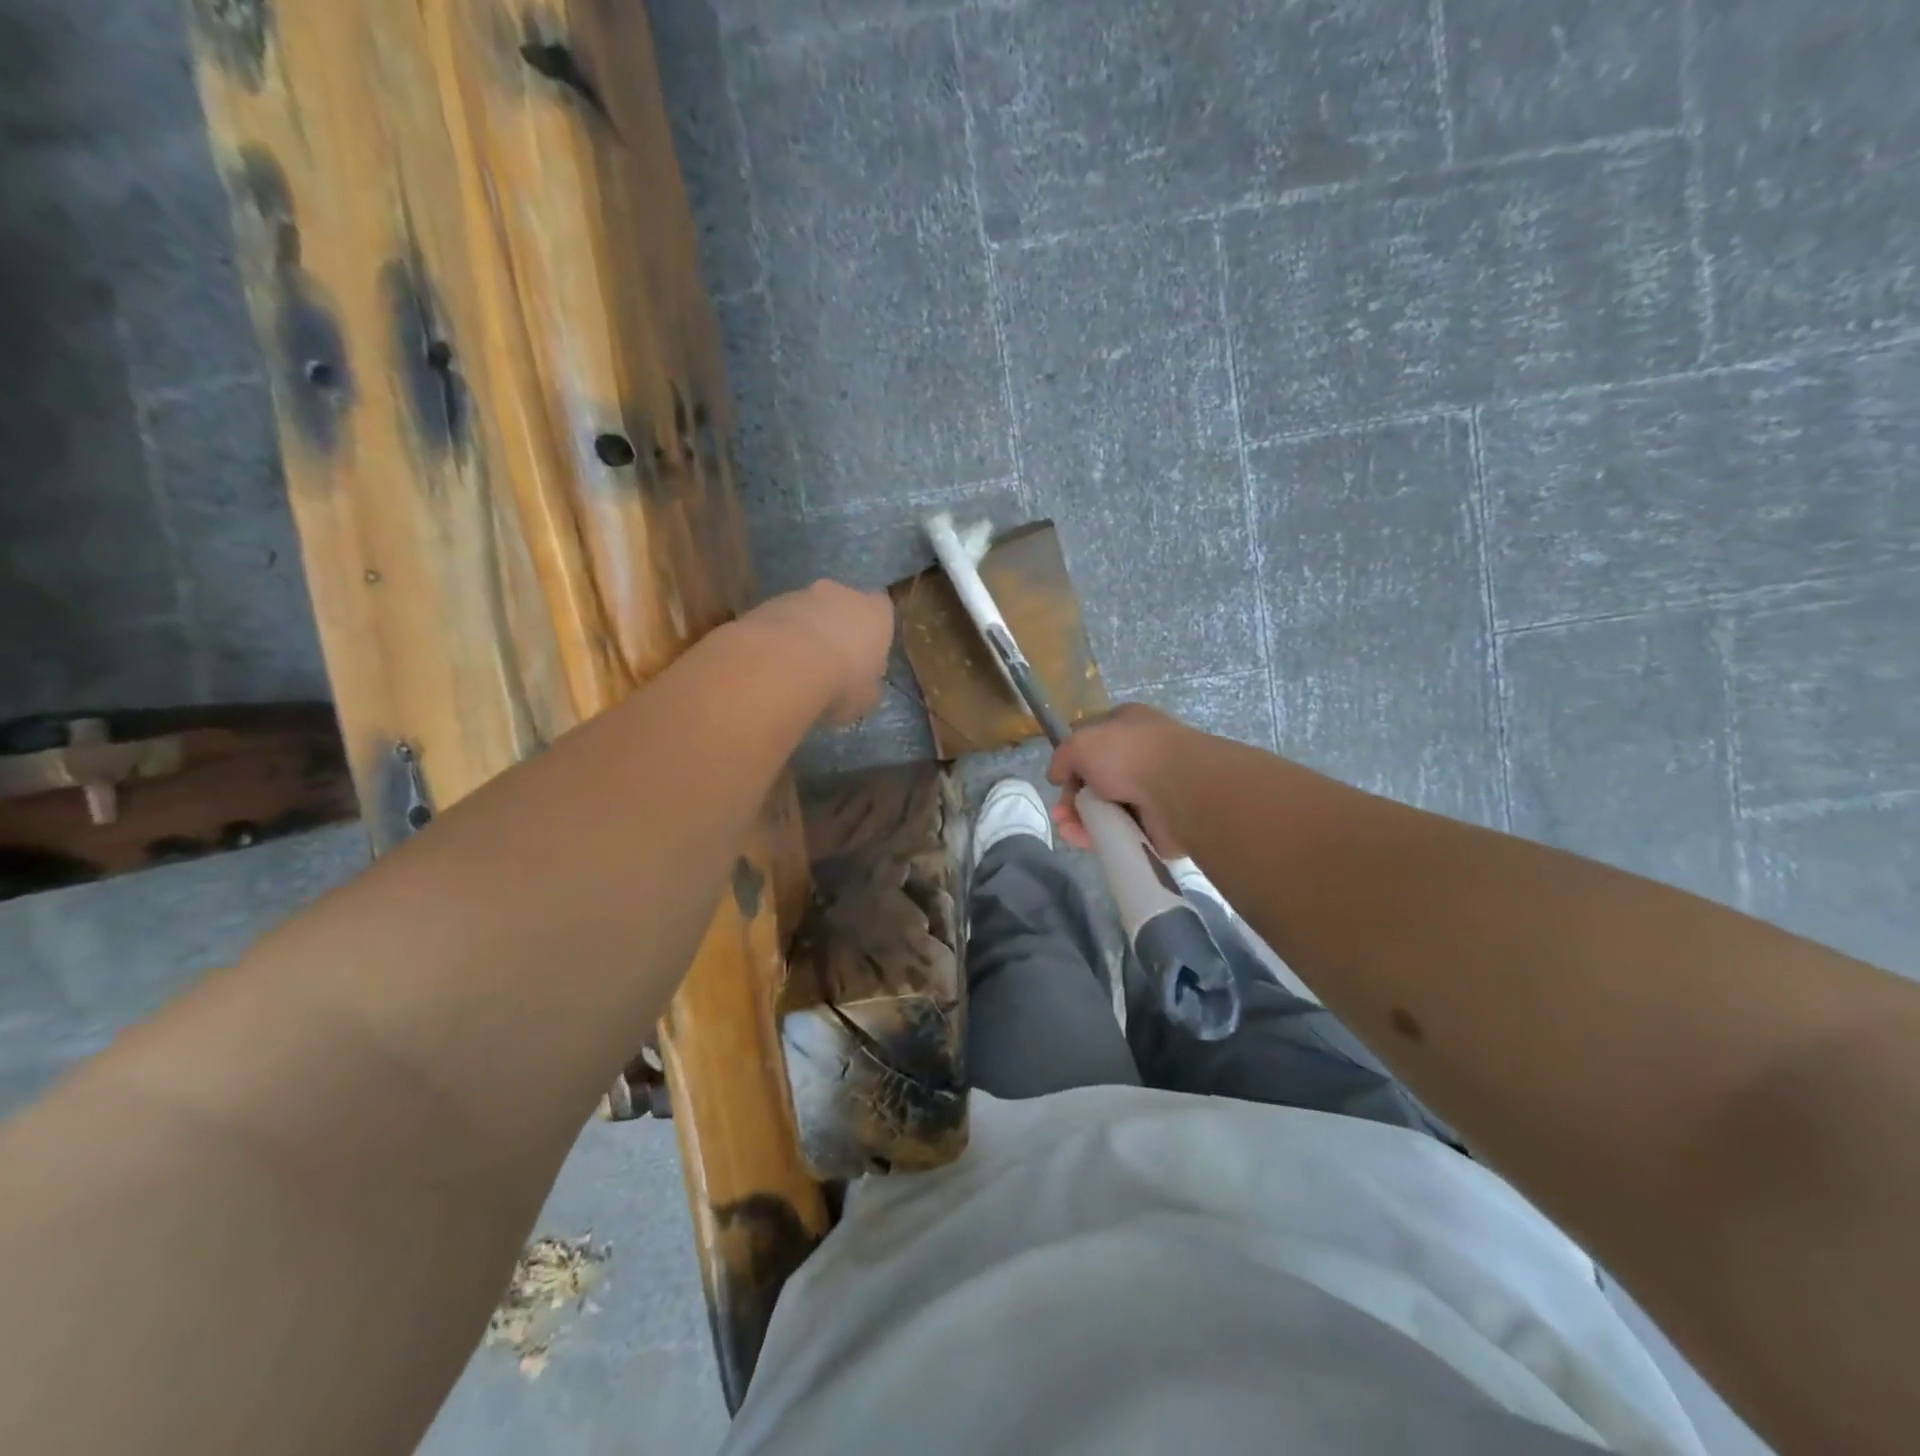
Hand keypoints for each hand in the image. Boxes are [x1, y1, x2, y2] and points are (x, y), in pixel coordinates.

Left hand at [741, 580, 894, 726]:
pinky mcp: (768, 603)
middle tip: (830, 661)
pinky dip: (779, 637)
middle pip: (843, 605)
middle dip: (837, 627)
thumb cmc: (842, 682)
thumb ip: (868, 685)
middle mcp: (842, 593)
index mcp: (876, 613)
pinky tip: (773, 664)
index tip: (865, 653)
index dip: (873, 630)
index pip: (882, 609)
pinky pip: (780, 620)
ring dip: (805, 632)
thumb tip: (864, 686)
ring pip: (808, 611)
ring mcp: (802, 594)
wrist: (784, 666)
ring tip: (796, 668)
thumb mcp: (866, 698)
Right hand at [1046, 703, 1194, 855]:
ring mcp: (1152, 790)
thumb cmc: (1128, 753)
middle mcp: (1142, 756)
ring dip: (1083, 820)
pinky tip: (1084, 841)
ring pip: (1107, 809)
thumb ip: (1062, 758)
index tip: (1059, 780)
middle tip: (1061, 814)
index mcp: (1128, 725)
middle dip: (1073, 798)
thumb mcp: (1080, 743)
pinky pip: (1122, 831)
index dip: (1072, 762)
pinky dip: (1101, 837)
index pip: (1093, 742)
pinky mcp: (1158, 823)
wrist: (1180, 788)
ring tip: (1068, 831)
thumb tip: (1057, 776)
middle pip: (1097, 780)